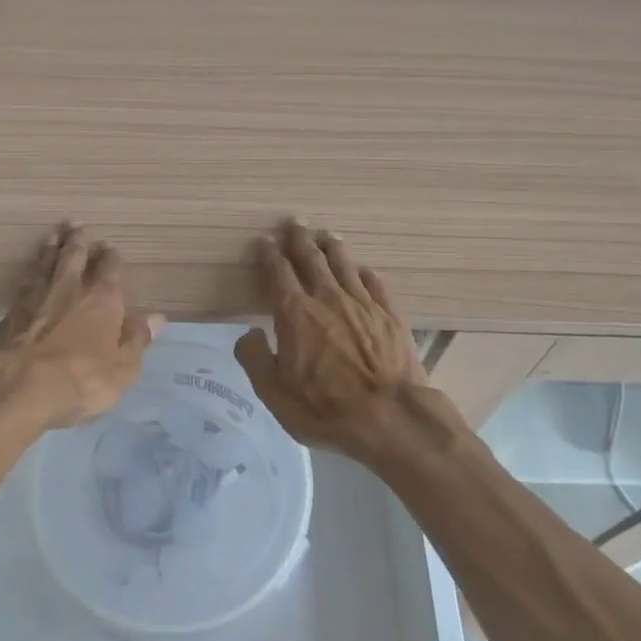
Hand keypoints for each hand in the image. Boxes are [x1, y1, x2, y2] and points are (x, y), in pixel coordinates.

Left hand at [0, 224, 161, 437]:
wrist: (17, 385)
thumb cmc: (81, 379)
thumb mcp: (122, 369)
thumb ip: (136, 340)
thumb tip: (156, 318)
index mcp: (102, 299)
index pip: (110, 269)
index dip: (111, 257)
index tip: (110, 247)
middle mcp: (69, 288)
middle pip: (73, 256)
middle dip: (77, 240)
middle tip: (76, 224)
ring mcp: (36, 297)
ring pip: (46, 263)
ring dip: (51, 248)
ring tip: (53, 236)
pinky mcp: (10, 311)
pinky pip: (25, 282)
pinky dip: (31, 272)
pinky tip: (30, 273)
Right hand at [234, 221, 449, 463]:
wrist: (391, 418)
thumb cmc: (326, 409)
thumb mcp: (274, 394)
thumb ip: (255, 359)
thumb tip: (248, 334)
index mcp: (295, 313)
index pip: (278, 272)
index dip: (269, 254)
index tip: (265, 240)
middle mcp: (327, 298)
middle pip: (312, 258)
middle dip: (300, 238)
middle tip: (295, 222)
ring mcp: (363, 303)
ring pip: (344, 264)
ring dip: (332, 247)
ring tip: (326, 235)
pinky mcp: (390, 314)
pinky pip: (375, 283)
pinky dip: (364, 272)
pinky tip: (362, 269)